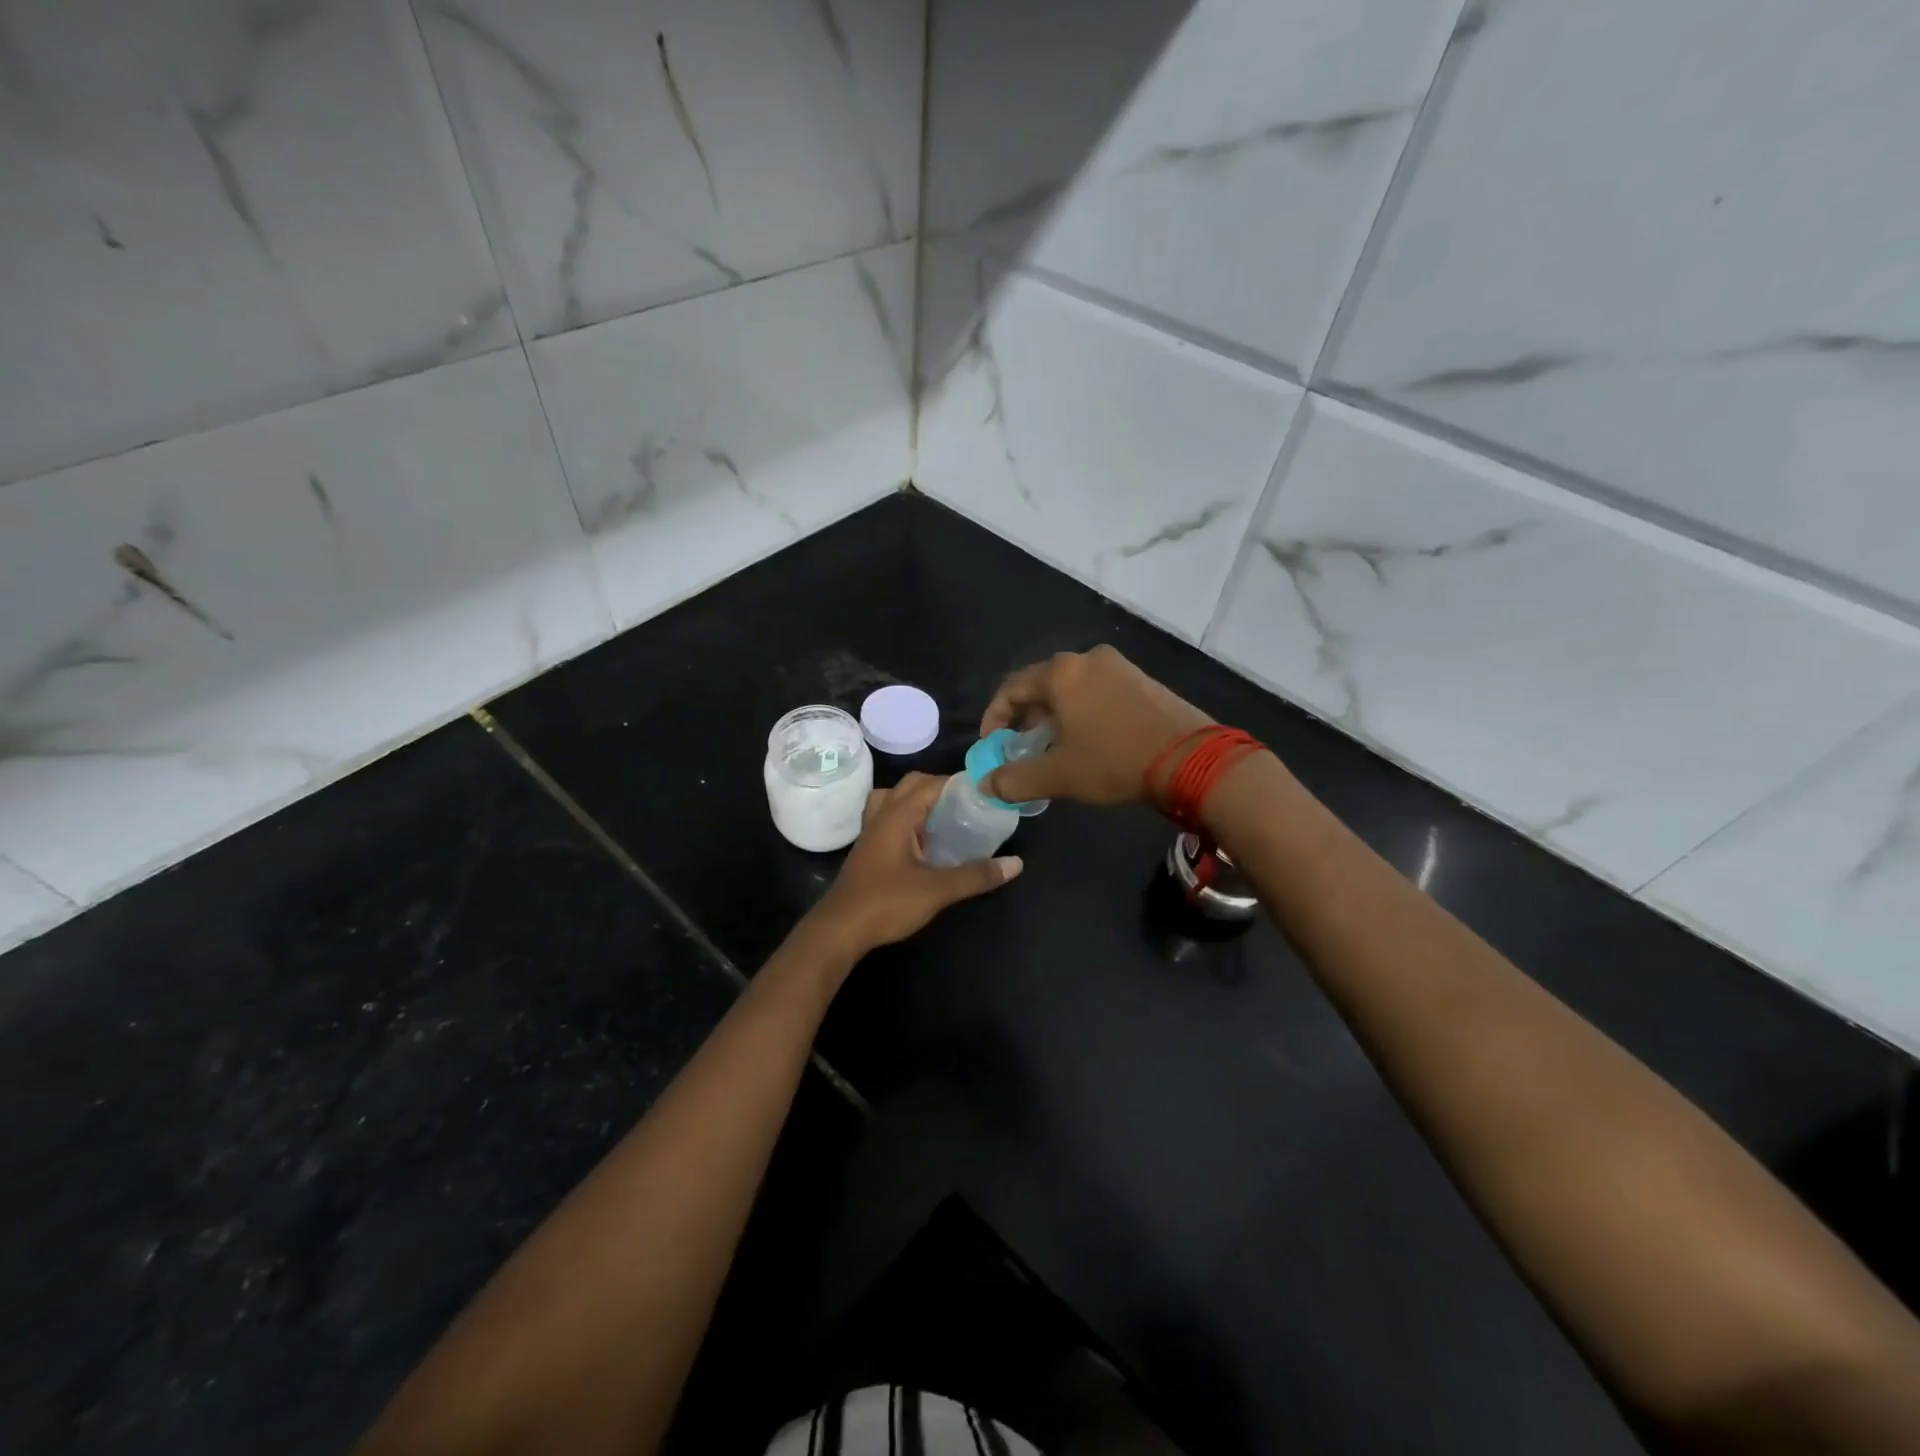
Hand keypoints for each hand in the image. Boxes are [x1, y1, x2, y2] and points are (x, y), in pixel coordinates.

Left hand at [807, 773, 1022, 956]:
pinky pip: (887, 819)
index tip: (985, 792)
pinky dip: (906, 819)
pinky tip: (923, 842)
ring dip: (917, 801)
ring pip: (893, 799)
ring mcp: (870, 832)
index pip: (931, 784)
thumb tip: (1016, 864)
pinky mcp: (867, 850)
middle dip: (939, 788)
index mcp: (897, 815)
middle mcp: (881, 816)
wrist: (840, 930)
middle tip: (967, 806)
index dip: (958, 783)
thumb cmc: (886, 903)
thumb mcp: (937, 890)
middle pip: (910, 785)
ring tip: (943, 818)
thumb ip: (976, 875)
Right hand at [978, 645, 1213, 805]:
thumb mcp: (1059, 775)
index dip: (995, 716)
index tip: (992, 744)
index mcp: (1061, 673)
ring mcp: (1119, 666)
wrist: (1192, 759)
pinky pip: (1098, 689)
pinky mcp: (1142, 679)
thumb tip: (985, 785)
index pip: (1011, 688)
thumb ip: (1015, 779)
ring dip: (1055, 714)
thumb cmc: (1115, 760)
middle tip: (1021, 746)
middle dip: (1026, 716)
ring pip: (1072, 687)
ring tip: (1053, 745)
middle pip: (1042, 684)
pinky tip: (1089, 737)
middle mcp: (1087, 659)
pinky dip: (1082, 709)